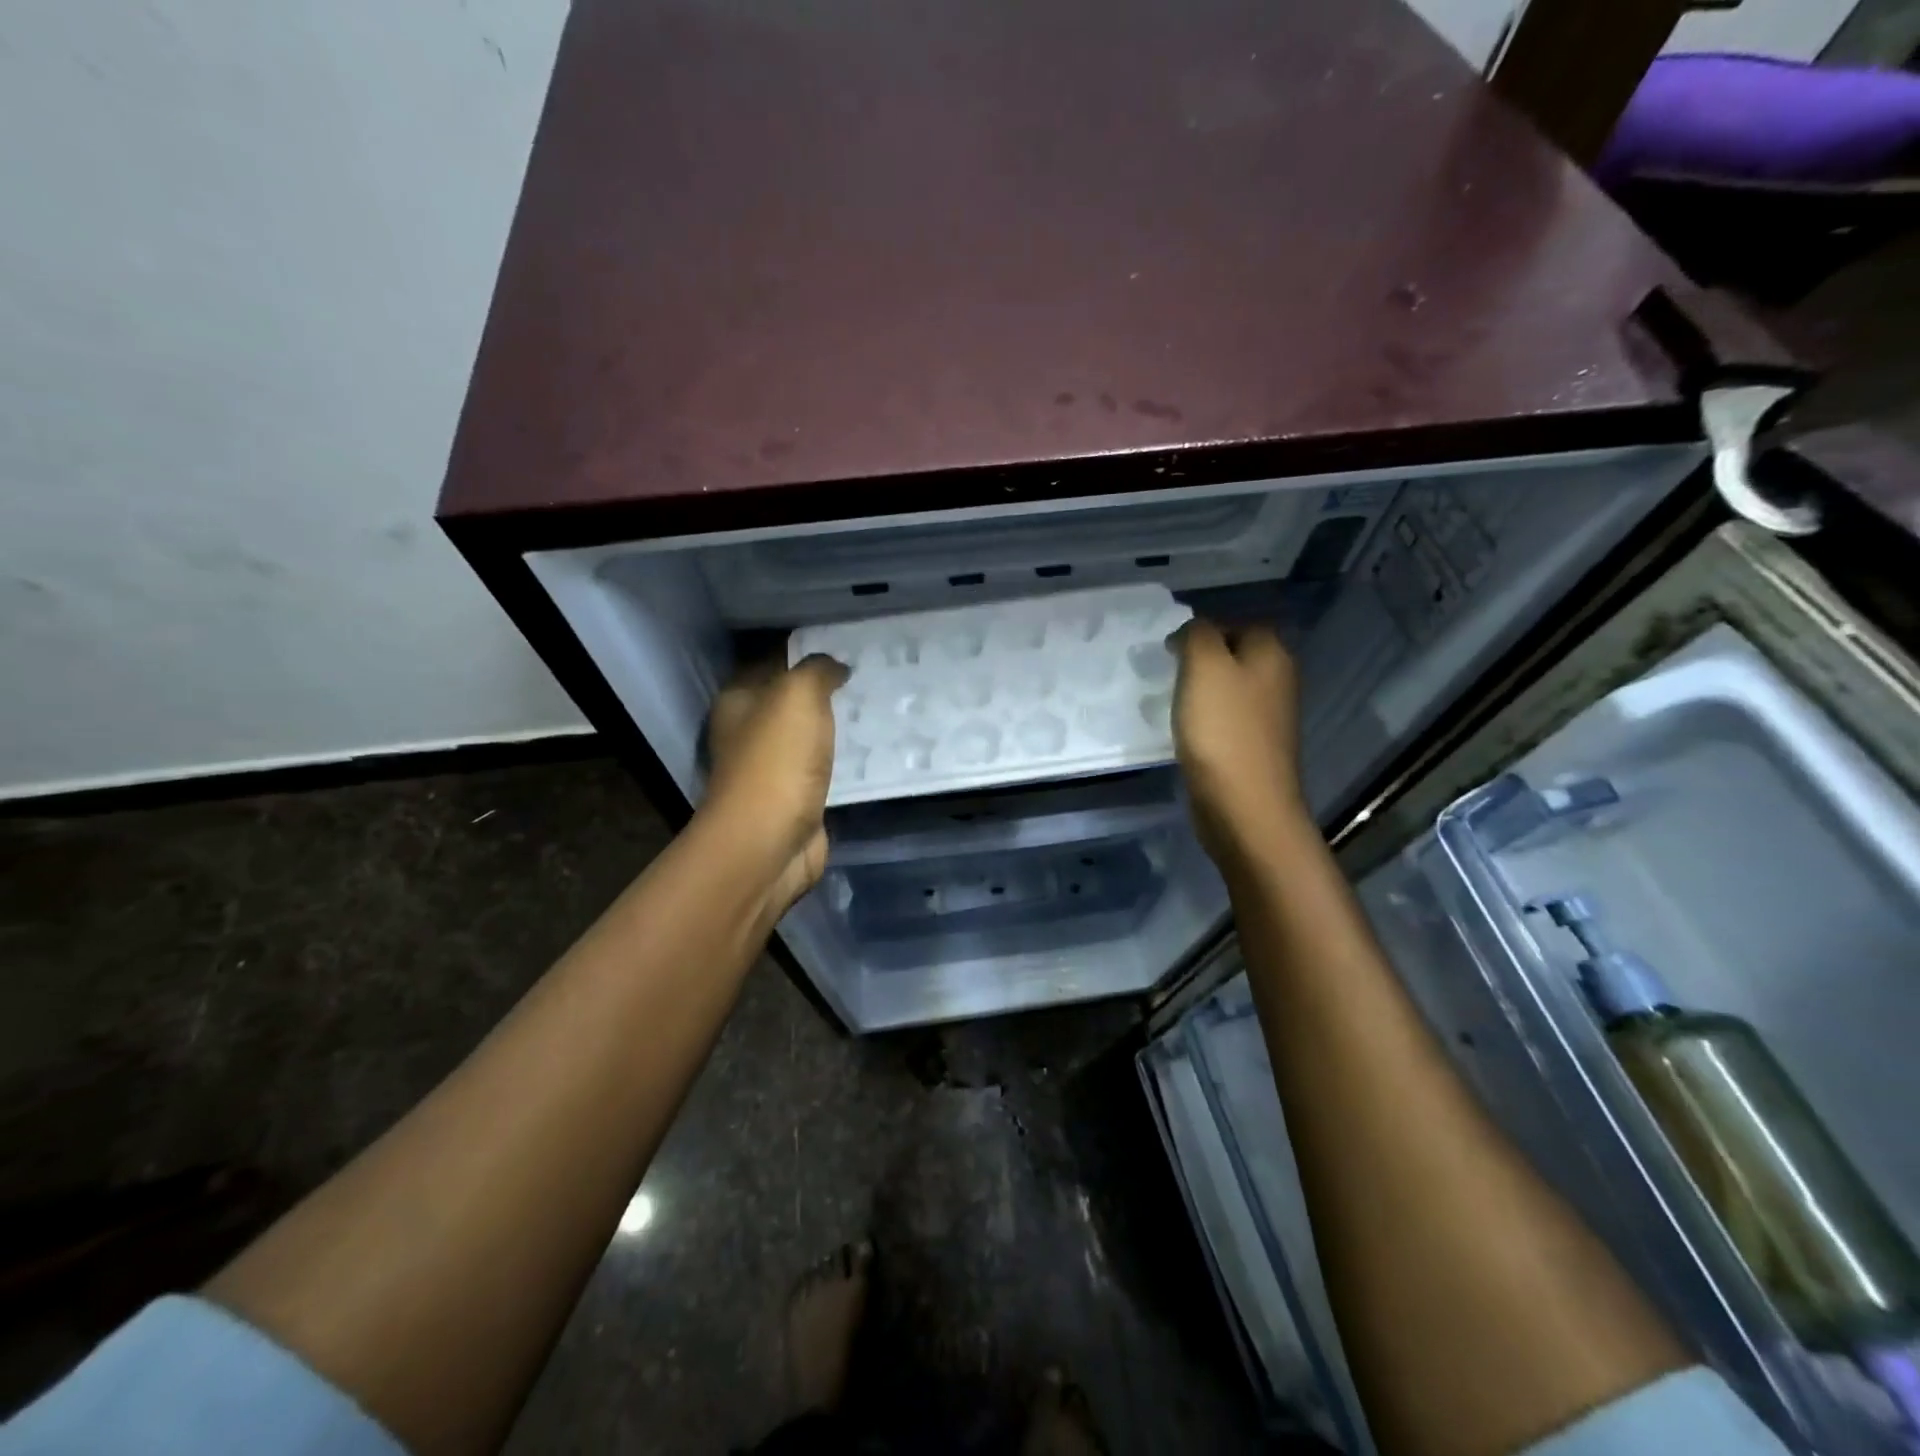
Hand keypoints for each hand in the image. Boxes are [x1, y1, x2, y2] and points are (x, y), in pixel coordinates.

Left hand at [702, 654, 849, 915]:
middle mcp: (749, 732)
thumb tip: (833, 665)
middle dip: (825, 687)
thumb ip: (816, 670)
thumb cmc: (777, 761)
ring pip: (809, 734)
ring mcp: (772, 768)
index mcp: (738, 701)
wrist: (770, 843)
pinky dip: (843, 758)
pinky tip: (872, 746)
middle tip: (870, 671)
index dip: (805, 649)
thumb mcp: (798, 696)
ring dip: (836, 724)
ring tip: (877, 704)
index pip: (772, 661)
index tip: (847, 642)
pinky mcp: (795, 798)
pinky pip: (823, 767)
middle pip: (790, 700)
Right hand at [1171, 620, 1309, 860]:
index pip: (1239, 623)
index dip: (1205, 630)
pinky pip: (1228, 720)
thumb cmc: (1223, 730)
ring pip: (1231, 689)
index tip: (1171, 650)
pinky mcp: (1255, 747)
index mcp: (1272, 654)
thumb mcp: (1204, 666)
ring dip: (1203, 692)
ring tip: (1173, 702)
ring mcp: (1269, 717)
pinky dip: (1208, 721)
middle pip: (1236, 656)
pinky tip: (1188, 732)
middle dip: (1202, 661)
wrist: (1244, 805)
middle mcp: (1279, 680)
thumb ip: (1198, 635)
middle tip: (1169, 674)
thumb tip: (1194, 633)